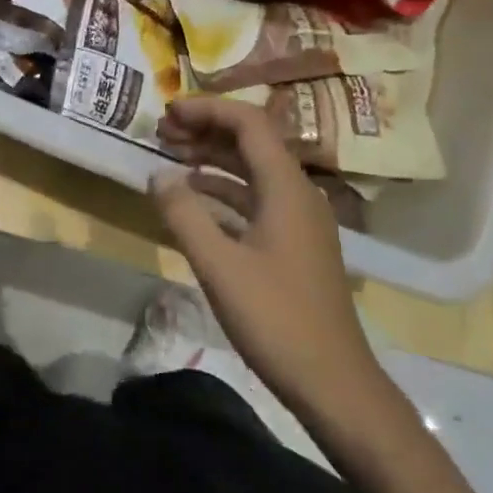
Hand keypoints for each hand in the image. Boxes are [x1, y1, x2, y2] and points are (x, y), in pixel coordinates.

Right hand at [151, 97, 379, 416]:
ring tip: (171, 155)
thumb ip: (184, 214)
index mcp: (286, 188)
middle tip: (162, 132)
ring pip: (253, 170)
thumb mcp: (219, 266)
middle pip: (252, 142)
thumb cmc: (276, 319)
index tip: (168, 112)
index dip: (208, 109)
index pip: (248, 123)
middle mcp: (298, 193)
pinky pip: (256, 198)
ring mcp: (300, 219)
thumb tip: (157, 175)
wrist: (334, 383)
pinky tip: (196, 197)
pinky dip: (224, 190)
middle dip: (206, 130)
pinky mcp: (295, 244)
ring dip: (213, 158)